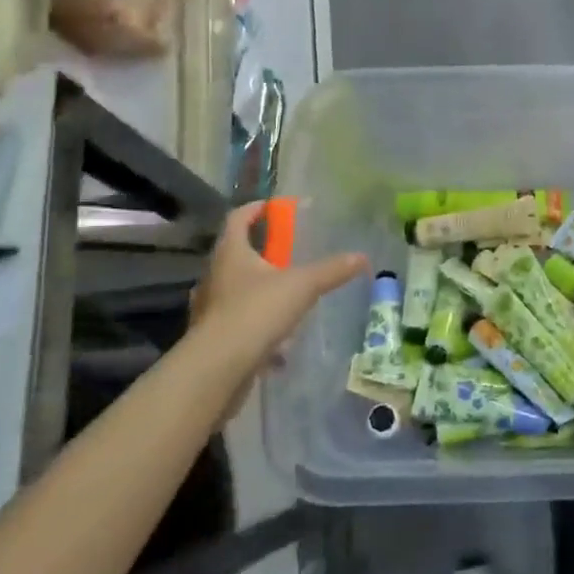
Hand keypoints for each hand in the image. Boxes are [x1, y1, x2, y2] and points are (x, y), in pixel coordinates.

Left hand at [187, 201, 367, 367]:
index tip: (272, 206)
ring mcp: (211, 307)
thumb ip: (331, 270)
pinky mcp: (213, 336)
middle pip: (235, 253)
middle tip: (286, 252)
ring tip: (285, 295)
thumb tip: (362, 257)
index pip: (238, 218)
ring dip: (258, 288)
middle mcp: (215, 275)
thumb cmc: (256, 312)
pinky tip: (278, 338)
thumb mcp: (302, 286)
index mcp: (231, 253)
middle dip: (260, 250)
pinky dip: (257, 322)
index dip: (255, 209)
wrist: (218, 367)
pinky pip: (238, 320)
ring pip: (236, 288)